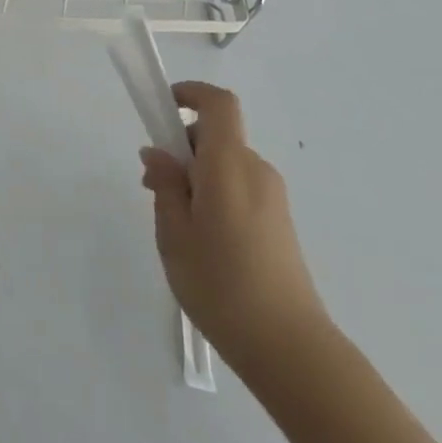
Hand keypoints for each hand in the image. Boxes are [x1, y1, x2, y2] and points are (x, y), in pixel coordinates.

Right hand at [140, 82, 328, 383]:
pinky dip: (214, 194)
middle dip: (181, 147)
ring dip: (195, 176)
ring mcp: (273, 197)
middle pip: (217, 136)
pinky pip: (239, 188)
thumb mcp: (174, 233)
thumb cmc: (220, 284)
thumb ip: (165, 185)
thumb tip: (158, 153)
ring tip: (175, 224)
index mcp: (230, 166)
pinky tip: (202, 241)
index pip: (218, 104)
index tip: (161, 109)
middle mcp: (256, 171)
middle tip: (153, 187)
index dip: (190, 94)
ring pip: (225, 165)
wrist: (289, 348)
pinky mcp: (279, 222)